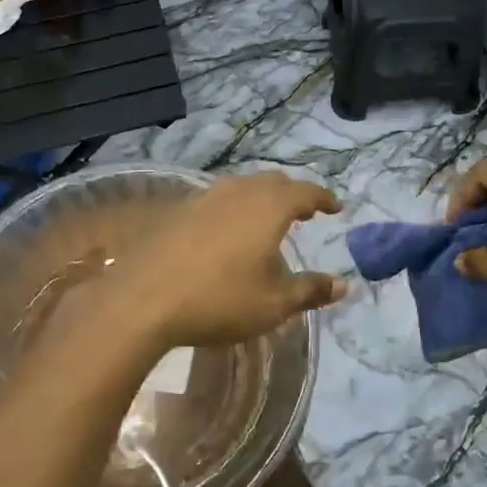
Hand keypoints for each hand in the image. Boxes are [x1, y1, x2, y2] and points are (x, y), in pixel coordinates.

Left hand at [80, 171, 344, 354]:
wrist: (143, 299)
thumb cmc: (219, 300)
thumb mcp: (273, 304)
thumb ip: (310, 290)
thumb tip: (343, 284)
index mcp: (268, 207)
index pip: (305, 192)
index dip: (323, 198)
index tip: (336, 207)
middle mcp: (238, 192)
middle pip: (272, 182)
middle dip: (292, 194)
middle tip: (304, 212)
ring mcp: (204, 197)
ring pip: (241, 187)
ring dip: (260, 198)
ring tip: (266, 219)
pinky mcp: (178, 210)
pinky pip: (216, 200)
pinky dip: (233, 208)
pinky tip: (226, 231)